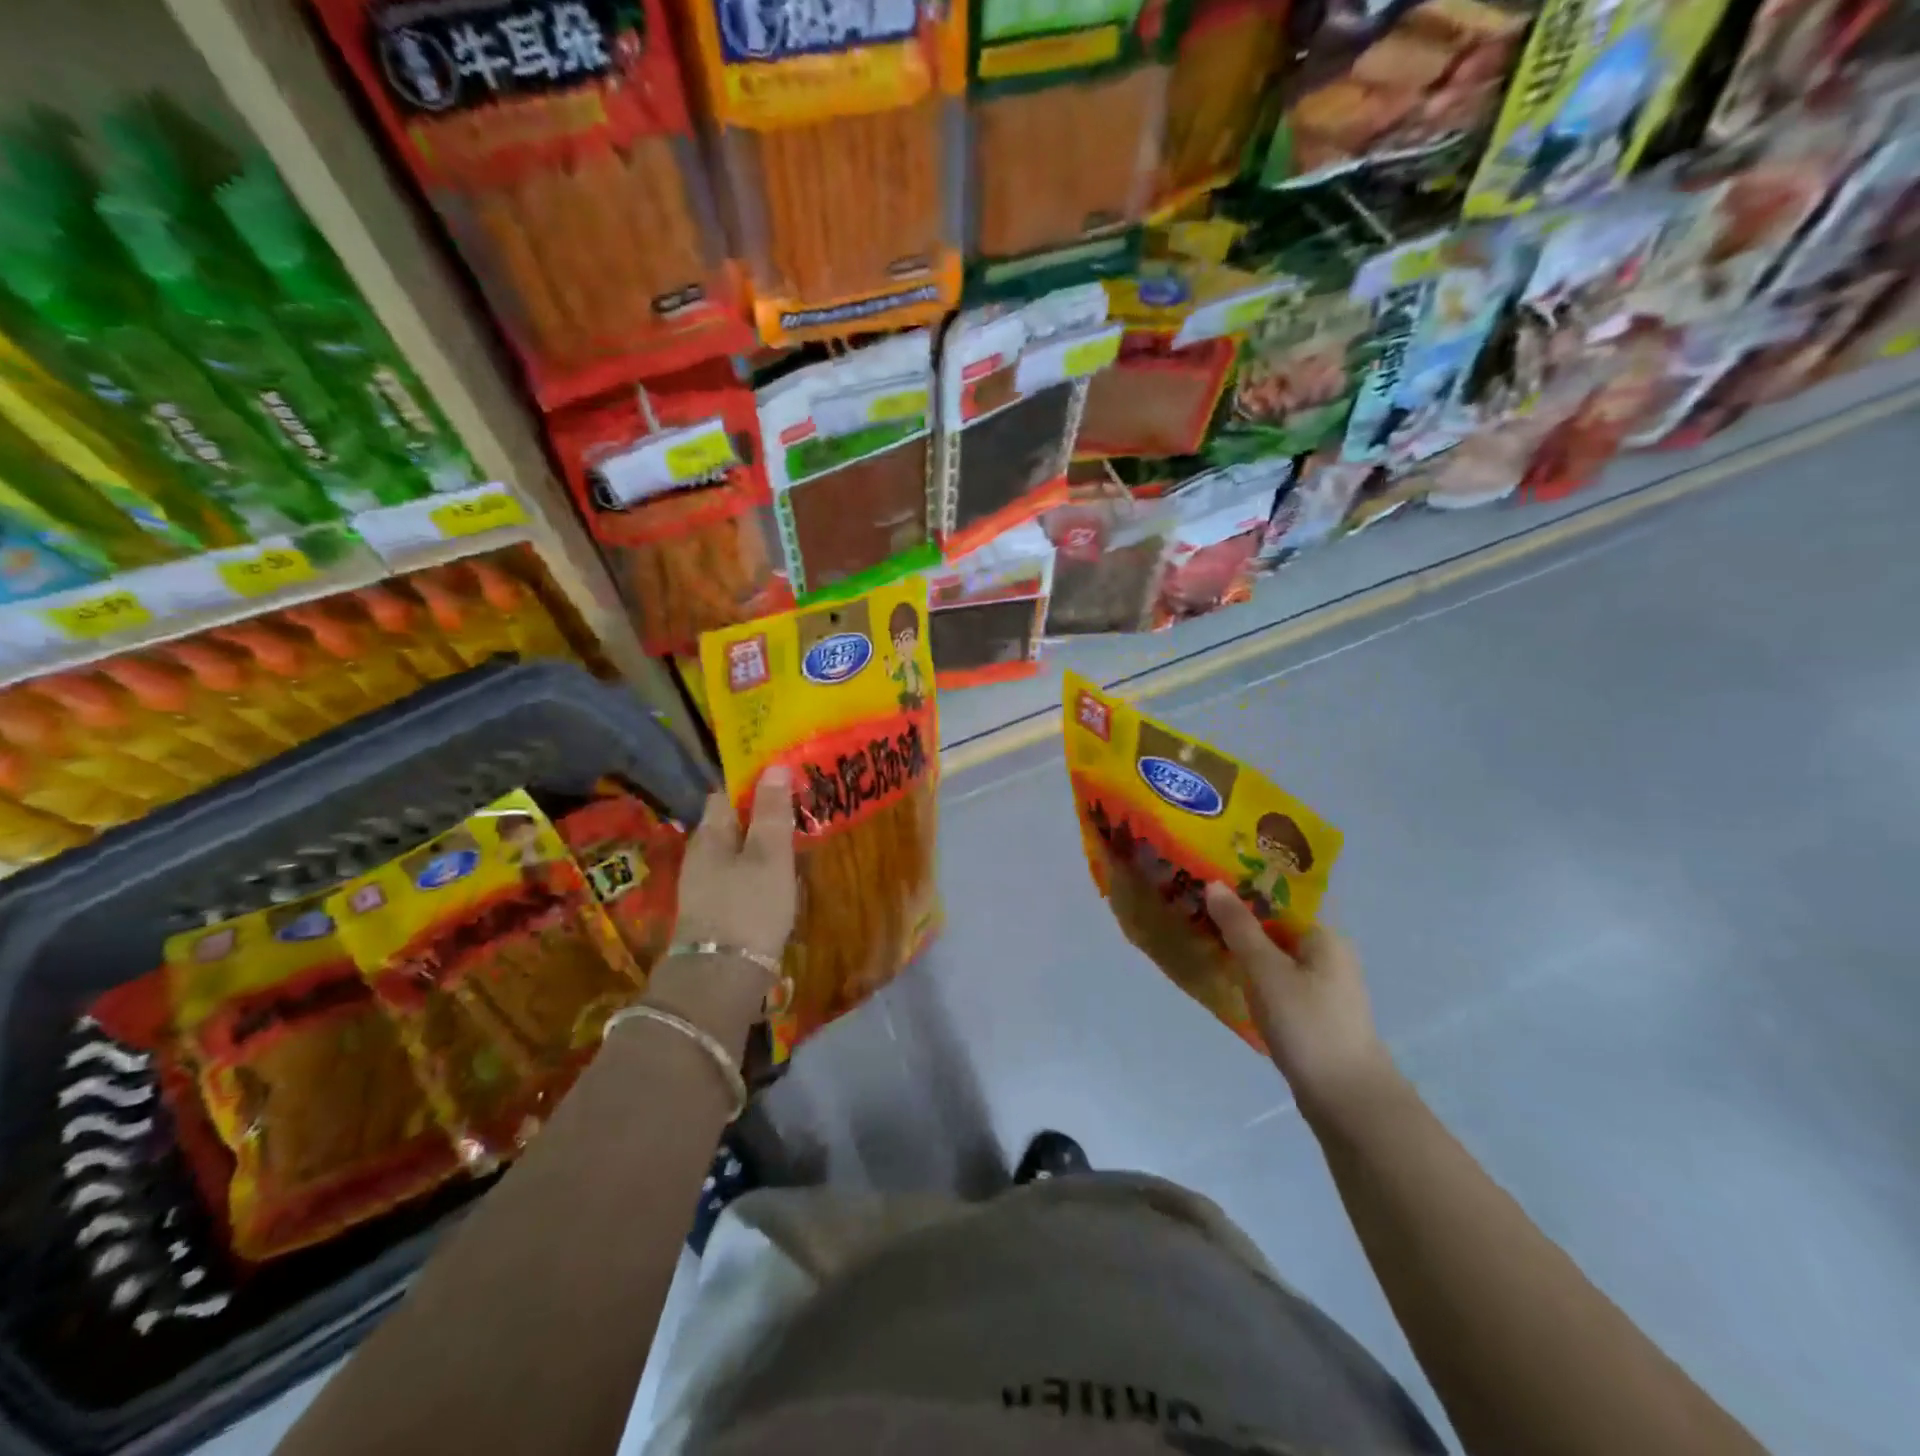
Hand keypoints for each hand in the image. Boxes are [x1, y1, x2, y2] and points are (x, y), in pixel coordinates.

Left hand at [646, 770, 797, 1042]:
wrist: (721, 977)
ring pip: (735, 851)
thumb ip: (771, 812)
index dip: (752, 783)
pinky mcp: (715, 910)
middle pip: (730, 823)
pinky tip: (780, 879)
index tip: (784, 780)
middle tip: (798, 809)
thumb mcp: (768, 855)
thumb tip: (773, 767)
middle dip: (760, 814)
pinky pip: (738, 876)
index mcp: (709, 834)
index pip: (725, 794)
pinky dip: (758, 870)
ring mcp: (705, 885)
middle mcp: (701, 855)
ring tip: (796, 841)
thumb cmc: (748, 906)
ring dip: (761, 844)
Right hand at [1205, 884, 1396, 1120]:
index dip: (1239, 896)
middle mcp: (1328, 955)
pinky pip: (1277, 984)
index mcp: (1324, 936)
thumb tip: (1214, 884)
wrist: (1348, 1100)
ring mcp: (1323, 988)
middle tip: (1194, 920)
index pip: (1275, 901)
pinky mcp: (1314, 1015)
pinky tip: (1229, 985)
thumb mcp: (1266, 971)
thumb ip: (1239, 927)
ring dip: (1243, 955)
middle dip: (1236, 926)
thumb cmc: (1308, 1024)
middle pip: (1274, 929)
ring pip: (1274, 959)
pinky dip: (1254, 981)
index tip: (1202, 894)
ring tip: (1203, 948)